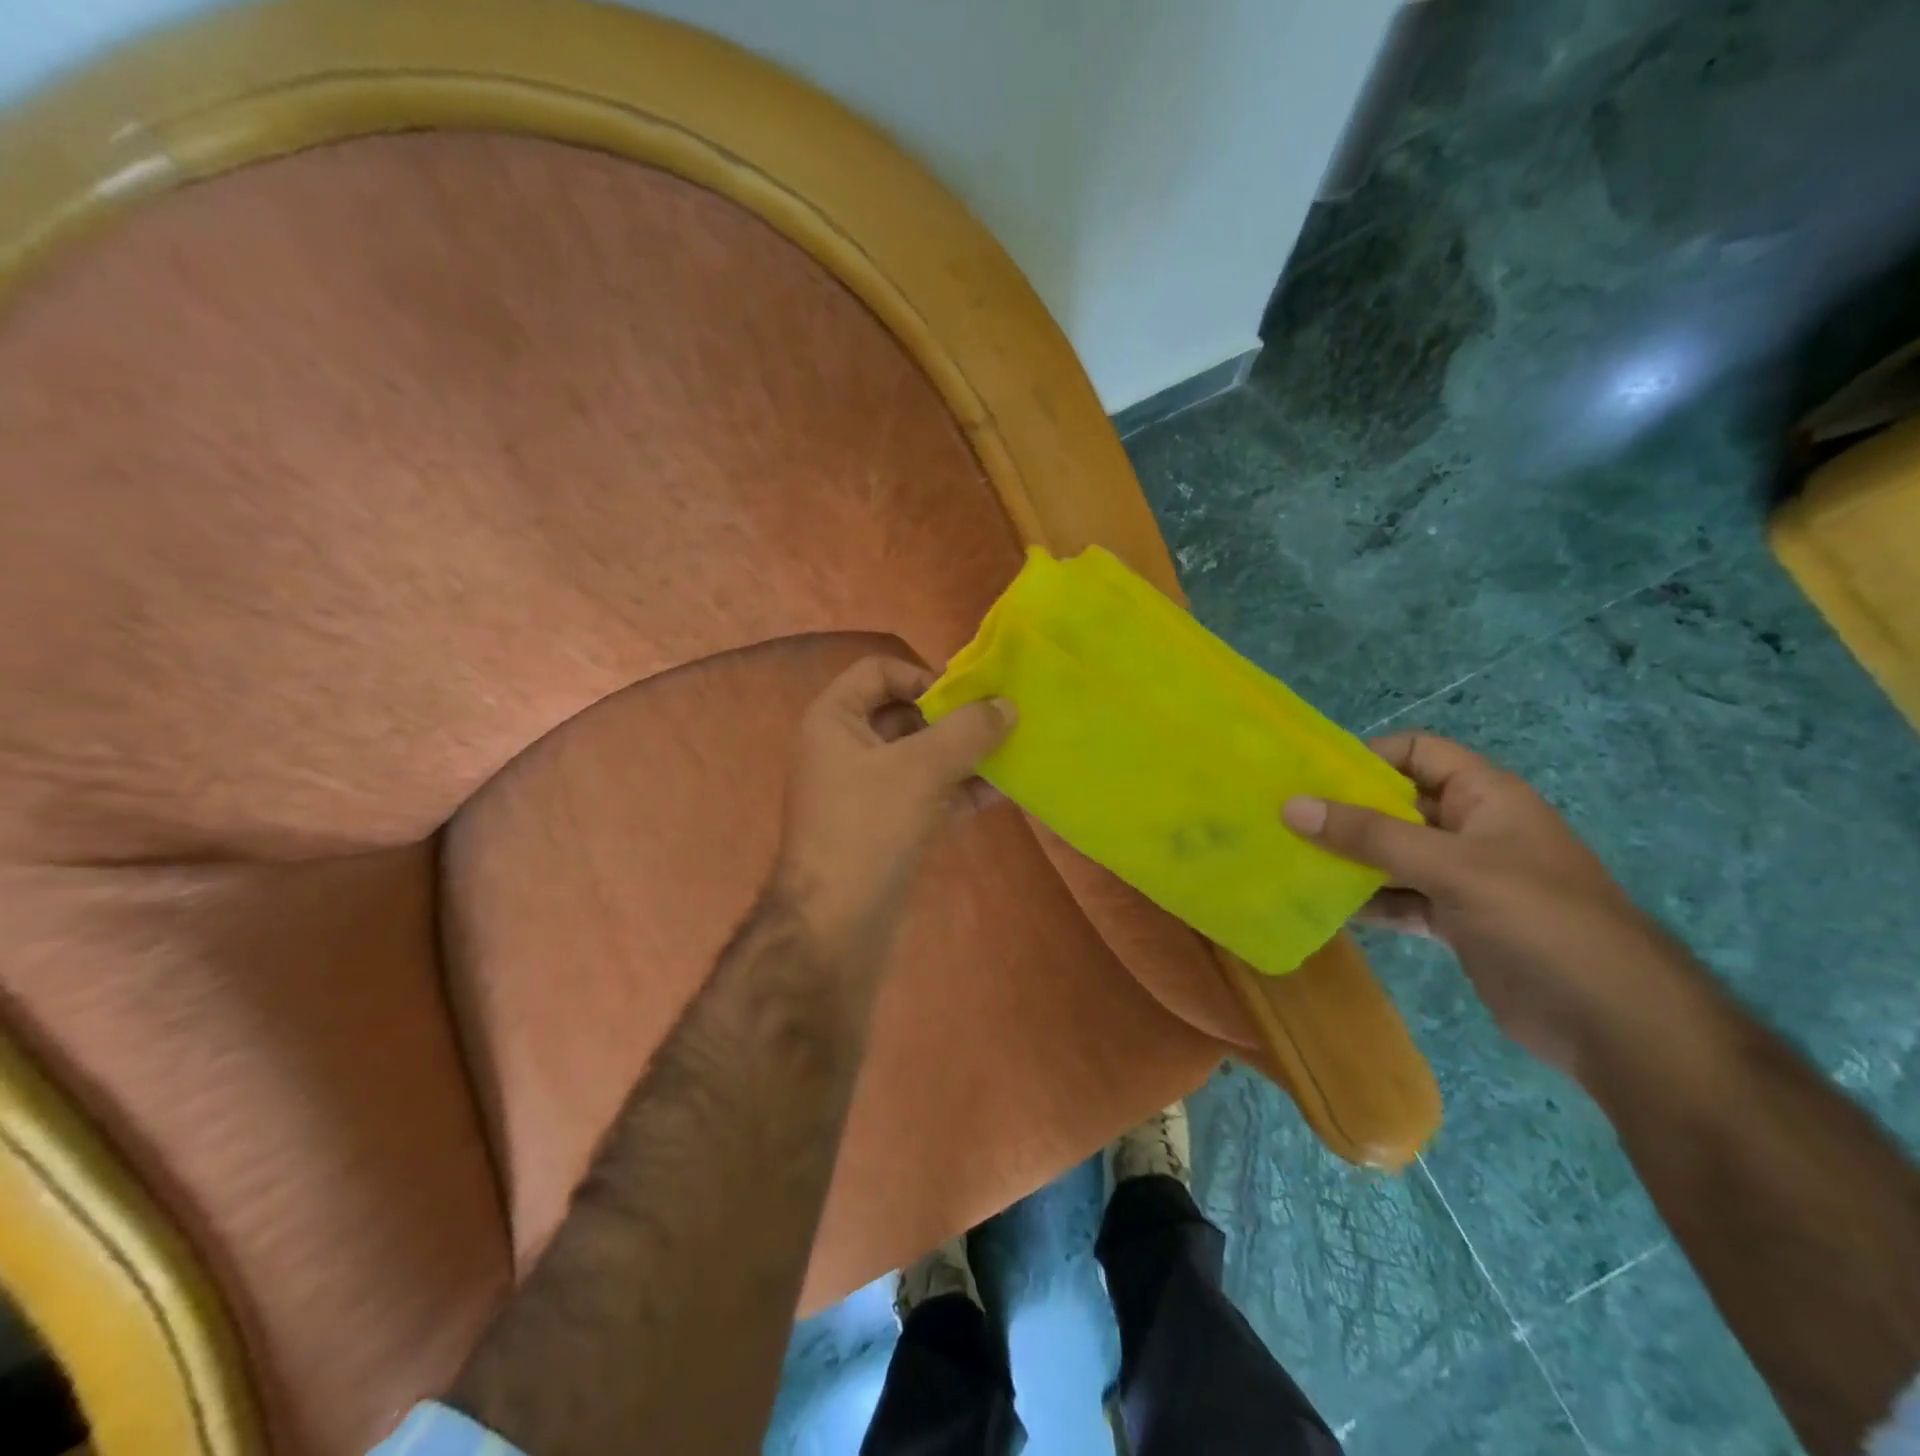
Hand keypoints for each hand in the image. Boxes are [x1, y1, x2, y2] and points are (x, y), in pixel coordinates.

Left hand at [774, 655, 1013, 972]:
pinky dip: (960, 790)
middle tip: (1001, 723)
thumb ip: (968, 731)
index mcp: (835, 720)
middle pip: (906, 714)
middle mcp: (847, 748)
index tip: (965, 698)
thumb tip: (1008, 705)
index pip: (879, 671)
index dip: (923, 676)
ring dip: (965, 755)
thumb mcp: (921, 769)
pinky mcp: (887, 826)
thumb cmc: (869, 828)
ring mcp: (867, 790)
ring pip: (922, 757)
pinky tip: (1002, 791)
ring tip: (1013, 752)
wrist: (836, 925)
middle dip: (954, 719)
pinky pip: (928, 794)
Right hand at [1283, 732, 1679, 1072]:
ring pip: (1392, 855)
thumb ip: (1369, 836)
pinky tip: (1321, 908)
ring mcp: (1463, 878)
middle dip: (1342, 811)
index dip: (1365, 756)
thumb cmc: (1539, 920)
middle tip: (1281, 821)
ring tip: (1288, 861)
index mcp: (1484, 796)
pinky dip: (1365, 902)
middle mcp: (1471, 828)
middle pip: (1396, 804)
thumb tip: (1291, 805)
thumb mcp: (1451, 866)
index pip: (1416, 752)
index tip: (1308, 778)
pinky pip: (1399, 899)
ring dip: (1347, 859)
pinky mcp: (1456, 921)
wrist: (1613, 1022)